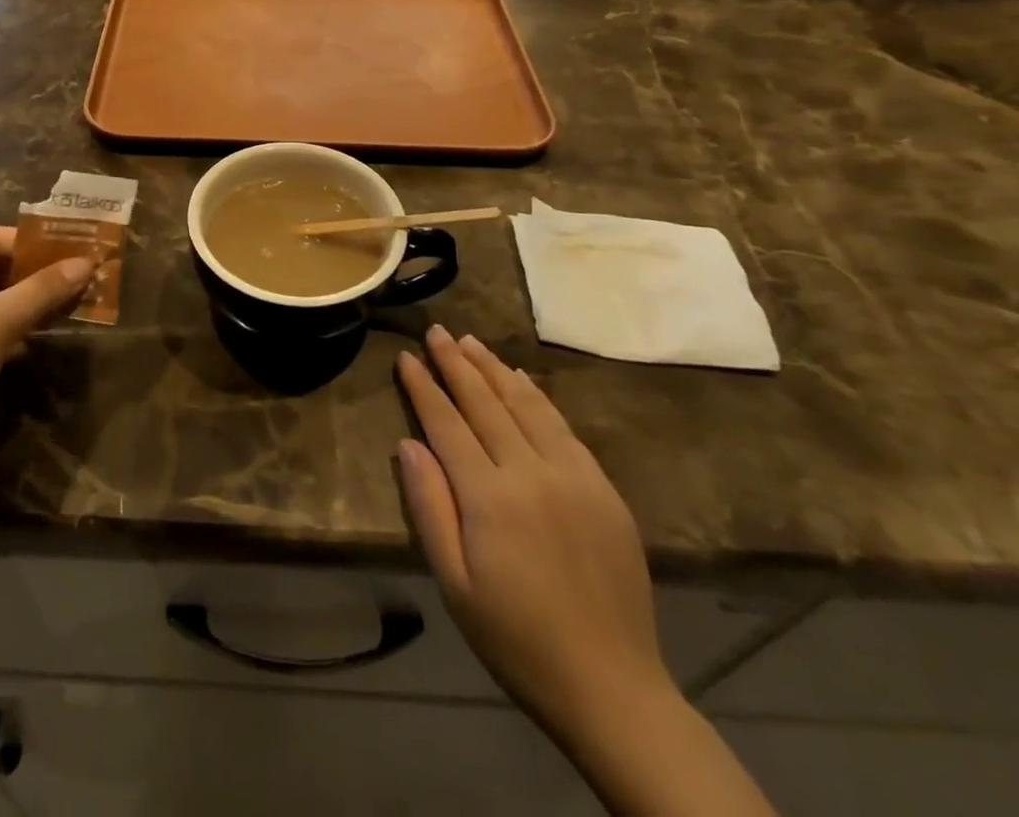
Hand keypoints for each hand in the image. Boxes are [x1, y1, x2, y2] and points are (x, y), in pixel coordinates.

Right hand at [396, 326, 669, 739]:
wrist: (612, 687)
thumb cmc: (516, 639)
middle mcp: (532, 472)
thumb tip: (408, 443)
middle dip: (456, 363)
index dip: (423, 386)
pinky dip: (537, 395)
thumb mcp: (454, 584)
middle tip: (437, 331)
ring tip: (471, 342)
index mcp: (490, 497)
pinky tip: (522, 378)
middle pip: (485, 402)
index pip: (447, 423)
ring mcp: (574, 476)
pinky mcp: (603, 488)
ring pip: (526, 404)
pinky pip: (563, 426)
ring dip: (495, 368)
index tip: (406, 356)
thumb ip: (429, 507)